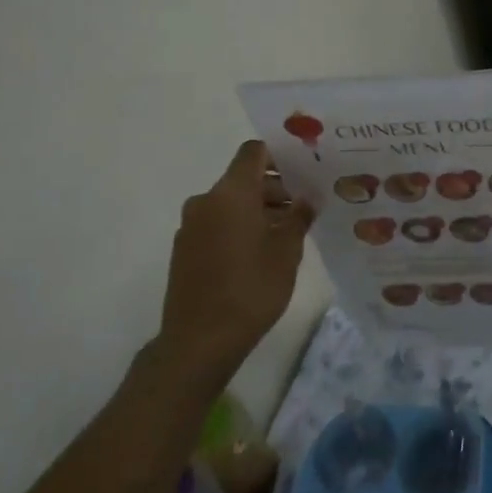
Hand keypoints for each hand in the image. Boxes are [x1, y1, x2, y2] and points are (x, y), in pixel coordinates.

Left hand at [160, 141, 312, 374]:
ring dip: (259, 209)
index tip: (304, 169)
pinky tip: (262, 252)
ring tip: (288, 232)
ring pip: (230, 203)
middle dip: (275, 188)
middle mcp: (205, 201)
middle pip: (243, 179)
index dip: (279, 154)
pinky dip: (240, 227)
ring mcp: (191, 226)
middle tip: (305, 206)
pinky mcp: (184, 249)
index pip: (253, 152)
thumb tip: (307, 199)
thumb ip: (299, 217)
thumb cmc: (251, 288)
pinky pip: (217, 223)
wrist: (200, 340)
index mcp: (231, 193)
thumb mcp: (287, 251)